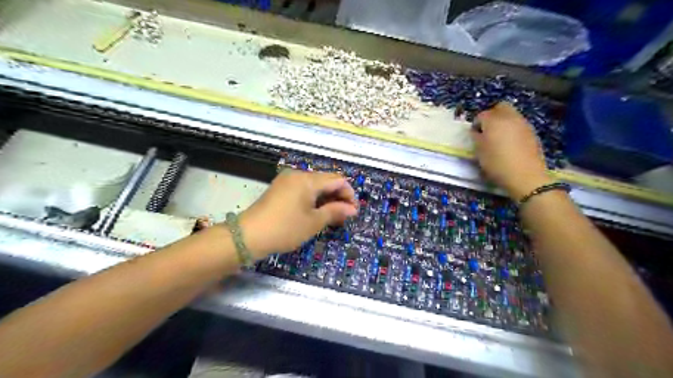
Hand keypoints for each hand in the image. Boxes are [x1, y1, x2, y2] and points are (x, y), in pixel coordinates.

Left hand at [235, 172, 357, 259]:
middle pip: (326, 180)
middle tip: (344, 216)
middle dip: (338, 196)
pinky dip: (313, 198)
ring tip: (331, 216)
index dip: (348, 194)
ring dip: (326, 198)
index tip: (353, 212)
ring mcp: (287, 180)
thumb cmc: (285, 228)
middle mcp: (298, 174)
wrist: (249, 236)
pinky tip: (315, 212)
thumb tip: (352, 209)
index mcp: (308, 179)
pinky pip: (303, 189)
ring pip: (314, 185)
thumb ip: (335, 211)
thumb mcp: (314, 222)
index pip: (338, 180)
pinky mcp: (280, 188)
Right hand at [472, 102, 552, 199]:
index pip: (481, 115)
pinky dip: (512, 129)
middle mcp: (510, 117)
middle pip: (500, 107)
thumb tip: (476, 131)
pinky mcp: (532, 133)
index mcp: (494, 121)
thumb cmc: (497, 163)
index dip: (476, 124)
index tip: (474, 135)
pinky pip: (519, 124)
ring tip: (498, 137)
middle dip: (492, 115)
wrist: (525, 176)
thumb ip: (476, 138)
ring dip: (503, 121)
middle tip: (487, 130)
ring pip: (511, 115)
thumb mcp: (479, 152)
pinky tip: (510, 143)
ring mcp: (523, 124)